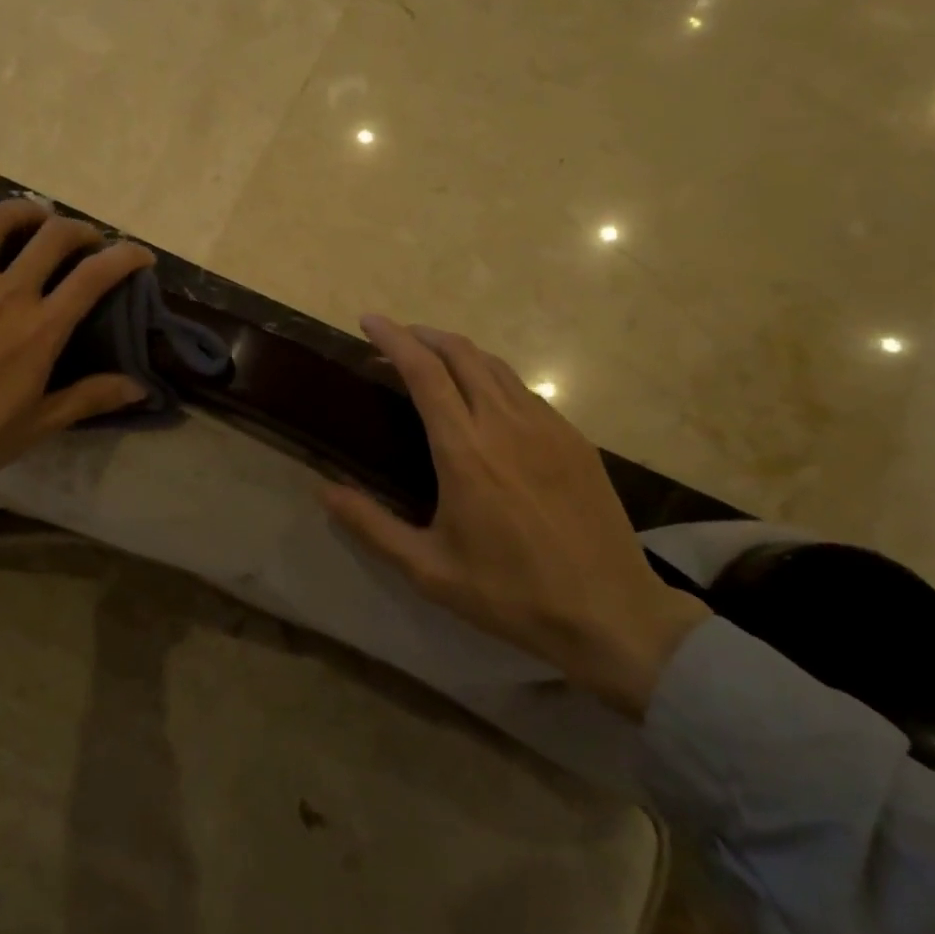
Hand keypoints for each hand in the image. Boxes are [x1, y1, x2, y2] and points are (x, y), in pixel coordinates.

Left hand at [0, 151, 154, 566]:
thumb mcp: (38, 424)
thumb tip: (143, 387)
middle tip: (87, 243)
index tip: (141, 255)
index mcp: (40, 330)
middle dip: (80, 232)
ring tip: (36, 215)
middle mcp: (6, 294)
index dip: (125, 258)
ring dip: (26, 209)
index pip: (95, 277)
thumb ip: (90, 398)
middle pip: (54, 239)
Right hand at [321, 315, 708, 719]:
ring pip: (495, 366)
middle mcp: (505, 424)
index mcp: (464, 450)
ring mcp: (547, 427)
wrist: (611, 612)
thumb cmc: (510, 594)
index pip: (423, 371)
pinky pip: (524, 391)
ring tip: (434, 360)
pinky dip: (492, 377)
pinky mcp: (574, 439)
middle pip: (461, 353)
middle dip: (423, 334)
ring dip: (458, 351)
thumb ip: (371, 526)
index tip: (369, 320)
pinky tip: (485, 399)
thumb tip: (323, 491)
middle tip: (396, 339)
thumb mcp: (428, 569)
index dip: (393, 338)